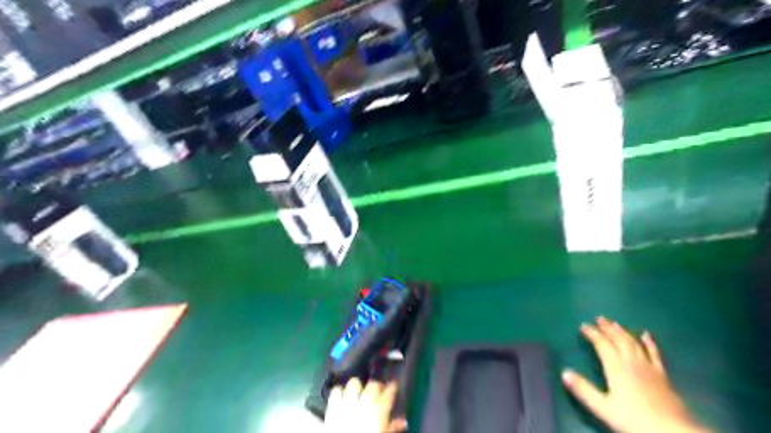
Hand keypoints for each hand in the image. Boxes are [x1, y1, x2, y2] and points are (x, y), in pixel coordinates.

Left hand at [324, 379, 408, 432]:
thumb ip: (392, 427)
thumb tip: (403, 422)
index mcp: (379, 410)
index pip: (389, 392)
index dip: (392, 387)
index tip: (393, 385)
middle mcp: (365, 402)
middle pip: (373, 384)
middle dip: (376, 386)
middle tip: (376, 391)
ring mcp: (348, 401)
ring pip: (355, 382)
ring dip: (357, 386)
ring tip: (359, 392)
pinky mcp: (334, 405)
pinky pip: (336, 390)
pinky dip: (339, 391)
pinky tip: (342, 396)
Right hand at [564, 316, 712, 432]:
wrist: (673, 432)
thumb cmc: (634, 420)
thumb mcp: (604, 407)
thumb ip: (584, 390)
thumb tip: (565, 373)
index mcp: (616, 368)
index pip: (602, 345)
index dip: (593, 334)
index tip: (583, 326)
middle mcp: (632, 363)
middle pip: (619, 340)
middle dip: (607, 328)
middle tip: (599, 318)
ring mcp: (648, 368)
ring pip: (634, 343)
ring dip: (623, 332)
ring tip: (615, 323)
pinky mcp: (662, 375)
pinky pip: (654, 353)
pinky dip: (649, 343)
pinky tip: (646, 335)